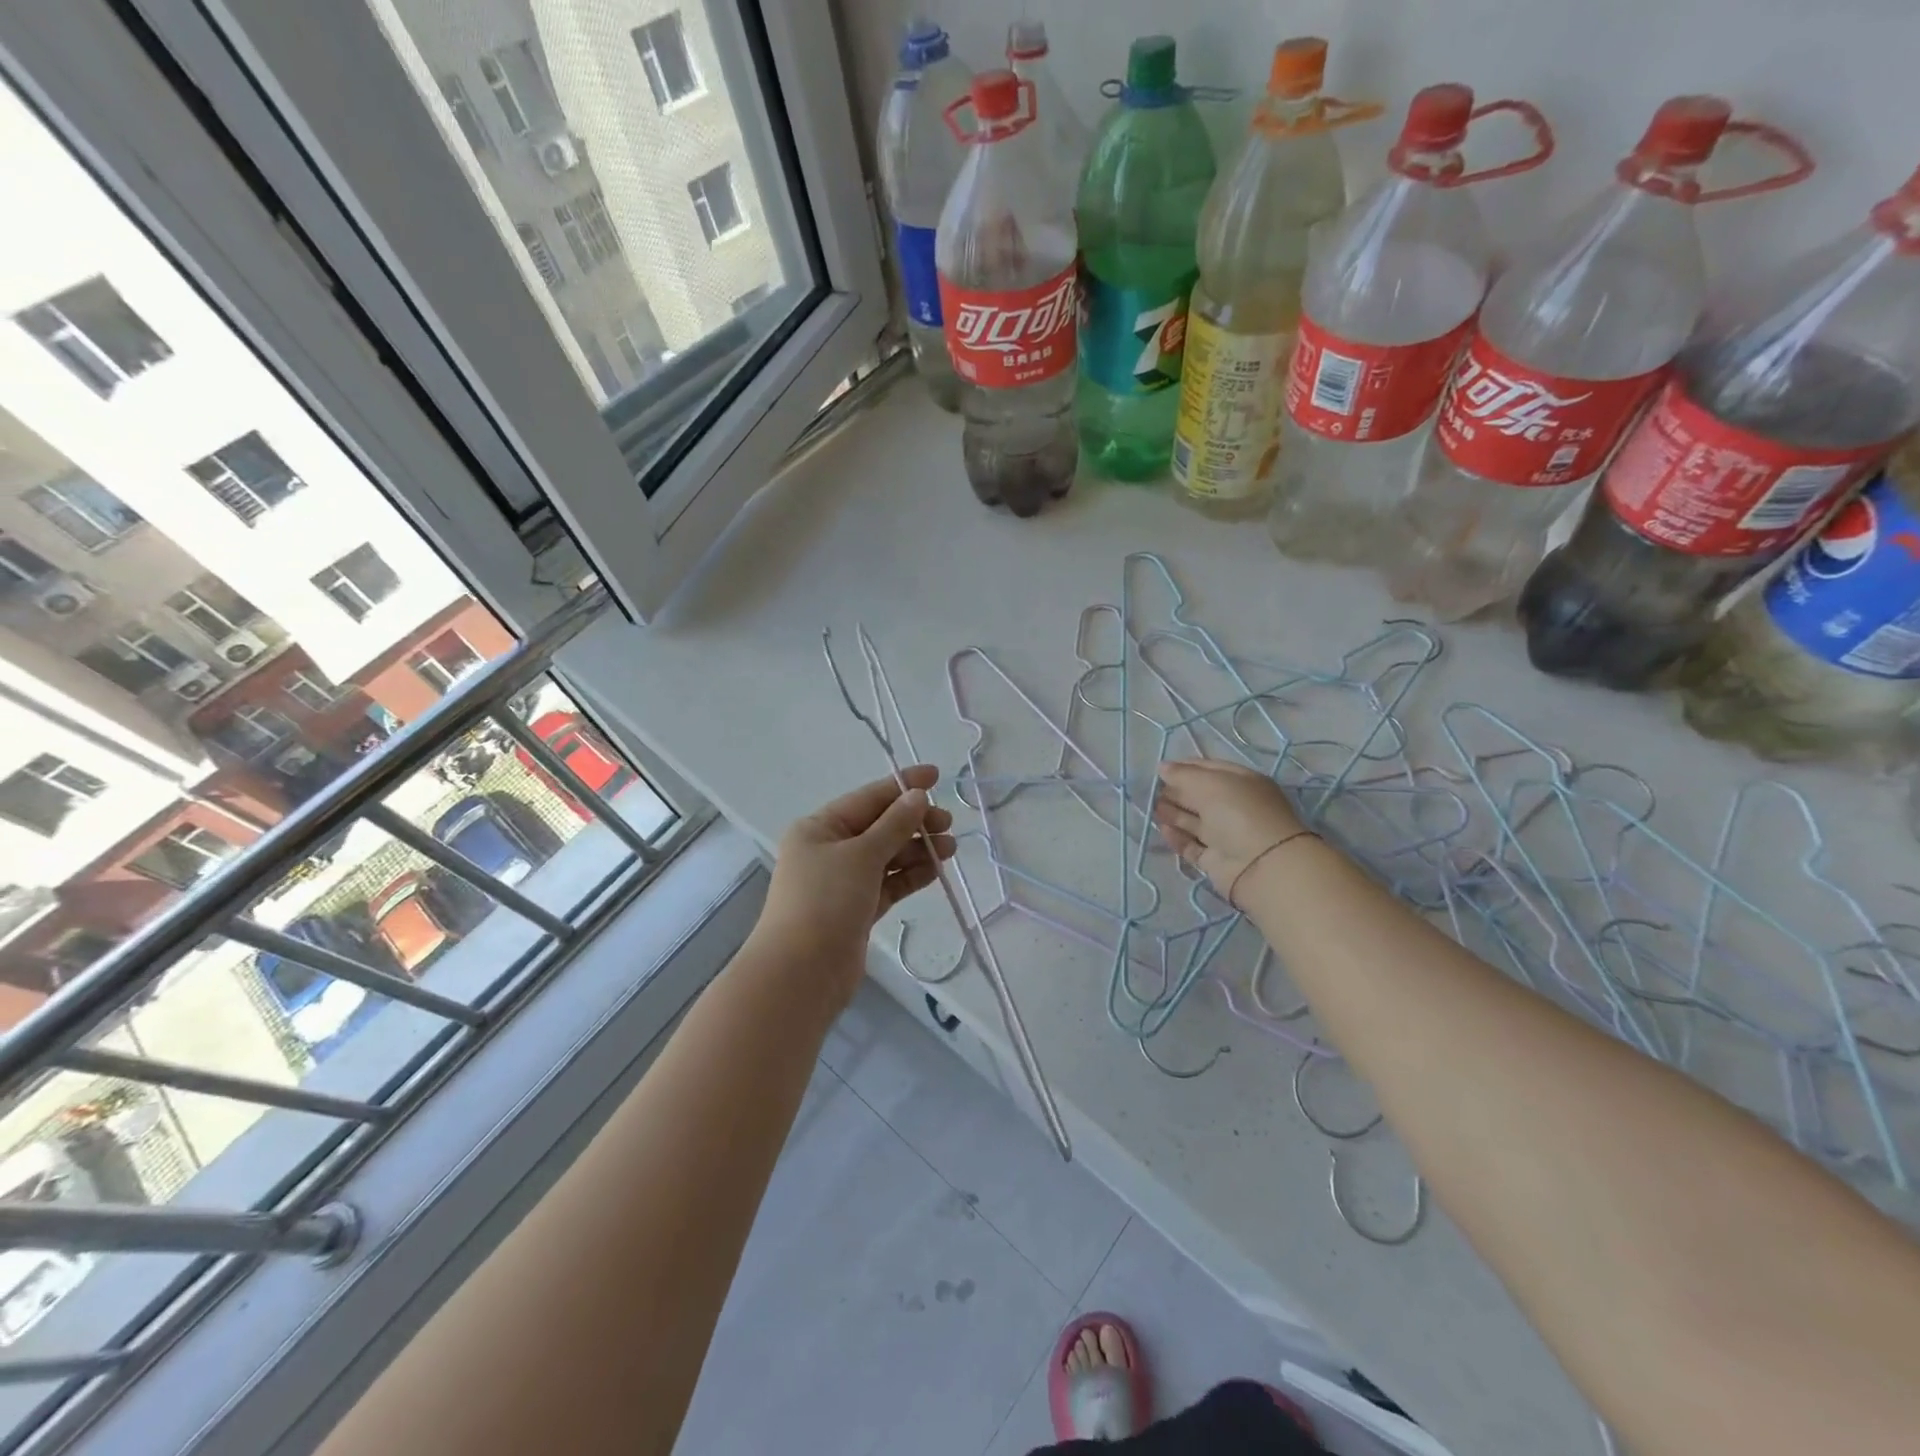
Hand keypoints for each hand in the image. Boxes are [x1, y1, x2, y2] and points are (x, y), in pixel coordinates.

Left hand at [756, 766, 956, 1003]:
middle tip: (948, 823)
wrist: (801, 974)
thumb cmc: (825, 902)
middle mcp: (829, 850)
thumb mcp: (862, 855)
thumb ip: (894, 824)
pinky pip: (889, 883)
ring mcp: (843, 882)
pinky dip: (910, 876)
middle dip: (914, 822)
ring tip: (951, 849)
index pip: (868, 798)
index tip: (937, 776)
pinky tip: (936, 871)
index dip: (903, 785)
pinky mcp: (857, 910)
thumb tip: (917, 796)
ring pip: (887, 856)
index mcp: (820, 827)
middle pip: (879, 827)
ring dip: (918, 850)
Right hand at [1154, 759, 1307, 904]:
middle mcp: (1235, 808)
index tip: (1160, 770)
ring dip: (1173, 814)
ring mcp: (1226, 835)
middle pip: (1200, 796)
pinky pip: (1192, 846)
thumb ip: (1183, 774)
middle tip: (1152, 791)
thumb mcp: (1211, 783)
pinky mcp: (1216, 860)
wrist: (1262, 865)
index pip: (1210, 770)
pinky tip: (1163, 830)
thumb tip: (1163, 768)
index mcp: (1242, 783)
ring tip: (1153, 809)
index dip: (1185, 768)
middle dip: (1176, 792)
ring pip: (1194, 821)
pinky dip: (1177, 838)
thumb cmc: (1239, 813)